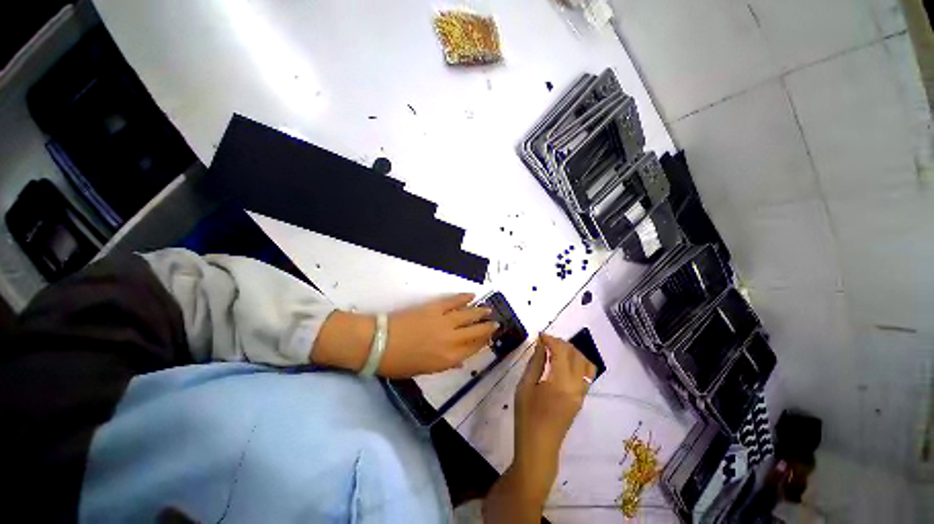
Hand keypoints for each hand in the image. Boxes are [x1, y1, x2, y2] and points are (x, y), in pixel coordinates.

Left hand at [311, 294, 496, 377]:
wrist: (379, 344)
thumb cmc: (400, 363)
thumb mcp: (424, 370)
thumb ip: (445, 365)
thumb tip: (460, 361)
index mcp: (448, 359)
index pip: (473, 350)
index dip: (484, 343)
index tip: (491, 338)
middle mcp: (451, 340)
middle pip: (475, 332)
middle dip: (487, 328)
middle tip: (496, 323)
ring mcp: (444, 322)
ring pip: (468, 315)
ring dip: (480, 312)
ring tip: (489, 310)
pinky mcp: (435, 308)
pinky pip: (453, 301)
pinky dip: (464, 298)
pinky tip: (472, 296)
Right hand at [514, 335, 594, 491]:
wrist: (539, 447)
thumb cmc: (527, 416)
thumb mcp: (525, 386)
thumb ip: (536, 363)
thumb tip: (542, 345)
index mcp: (561, 383)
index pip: (561, 351)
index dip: (551, 339)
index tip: (539, 335)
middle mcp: (577, 386)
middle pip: (576, 355)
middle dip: (562, 343)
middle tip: (545, 341)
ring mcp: (581, 393)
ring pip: (586, 363)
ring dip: (572, 352)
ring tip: (556, 350)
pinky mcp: (581, 399)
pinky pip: (586, 374)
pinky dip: (577, 363)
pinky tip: (562, 363)